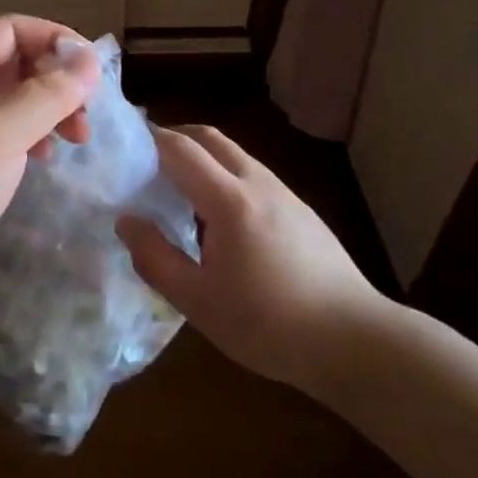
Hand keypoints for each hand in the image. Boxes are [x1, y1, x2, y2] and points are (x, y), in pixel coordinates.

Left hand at [0, 16, 99, 315]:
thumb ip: (48, 93)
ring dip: (52, 109)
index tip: (93, 68)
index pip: (12, 29)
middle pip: (18, 61)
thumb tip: (91, 59)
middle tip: (87, 112)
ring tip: (78, 137)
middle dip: (58, 79)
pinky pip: (11, 130)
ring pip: (19, 98)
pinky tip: (48, 157)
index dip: (54, 39)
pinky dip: (36, 135)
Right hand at [116, 125, 386, 388]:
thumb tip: (126, 221)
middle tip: (145, 160)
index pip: (180, 149)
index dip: (148, 141)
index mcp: (229, 200)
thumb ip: (155, 258)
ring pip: (234, 154)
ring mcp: (284, 193)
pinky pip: (252, 175)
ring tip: (177, 189)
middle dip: (174, 137)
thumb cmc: (269, 324)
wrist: (354, 340)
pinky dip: (224, 175)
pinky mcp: (301, 210)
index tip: (122, 149)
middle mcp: (258, 183)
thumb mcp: (198, 302)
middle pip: (210, 137)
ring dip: (201, 157)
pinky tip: (219, 218)